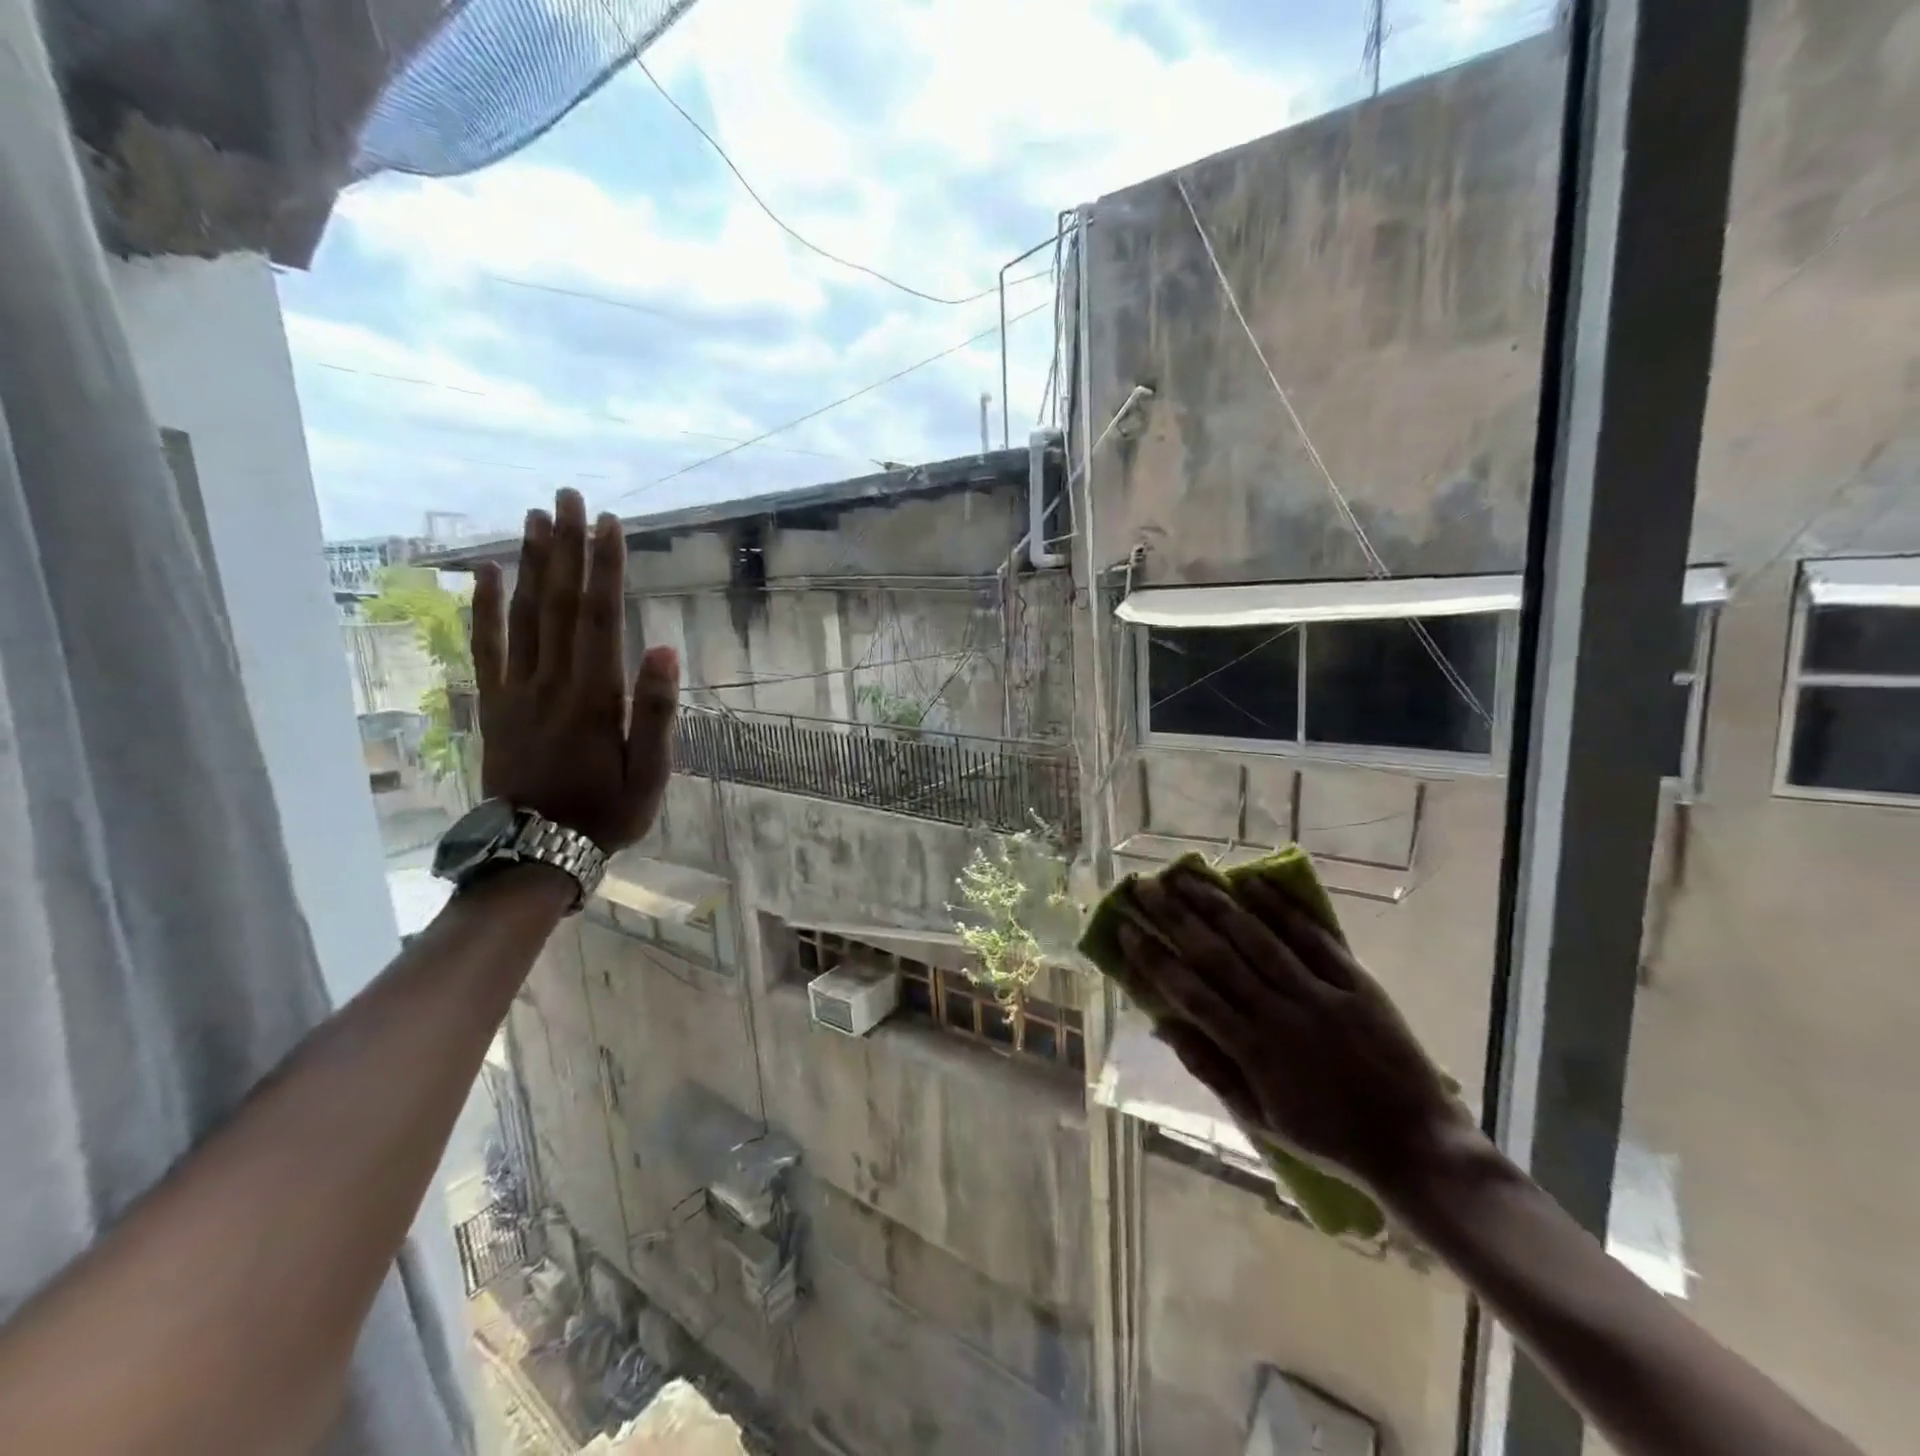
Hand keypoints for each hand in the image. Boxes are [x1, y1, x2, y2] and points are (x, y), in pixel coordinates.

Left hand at [469, 489, 678, 853]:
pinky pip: (486, 648)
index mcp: (594, 696)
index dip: (605, 568)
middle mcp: (552, 681)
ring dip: (530, 563)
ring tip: (535, 517)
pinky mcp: (495, 703)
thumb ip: (657, 712)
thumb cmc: (607, 812)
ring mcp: (517, 690)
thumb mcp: (650, 773)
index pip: (600, 618)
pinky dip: (484, 608)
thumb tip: (665, 650)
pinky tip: (484, 573)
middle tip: (568, 497)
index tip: (610, 523)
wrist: (537, 850)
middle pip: (558, 603)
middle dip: (566, 547)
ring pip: (522, 615)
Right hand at [1118, 863, 1470, 1203]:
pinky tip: (1253, 881)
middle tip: (1145, 887)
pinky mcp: (1356, 981)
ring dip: (1217, 902)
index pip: (1190, 993)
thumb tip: (1163, 1025)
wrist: (1416, 1145)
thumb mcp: (1260, 1118)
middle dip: (1175, 917)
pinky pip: (1312, 937)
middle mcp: (1279, 1013)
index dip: (1154, 959)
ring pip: (1257, 937)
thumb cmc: (1329, 1137)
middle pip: (1216, 955)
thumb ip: (1210, 1069)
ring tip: (1186, 874)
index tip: (1126, 929)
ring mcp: (1319, 993)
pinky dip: (1281, 907)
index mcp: (1253, 1051)